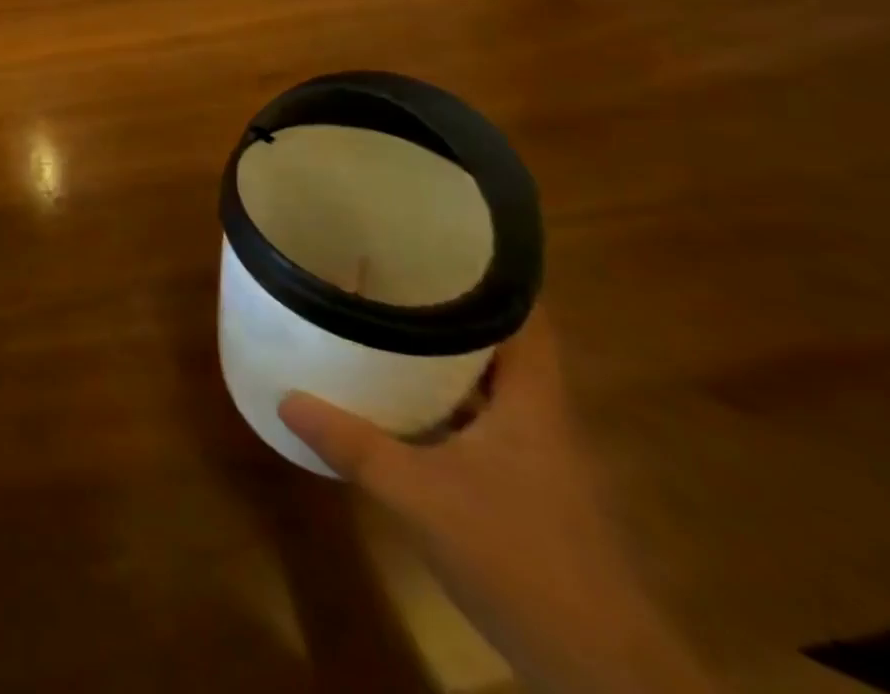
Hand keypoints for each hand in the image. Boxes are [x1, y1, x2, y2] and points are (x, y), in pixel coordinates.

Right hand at [280, 312, 715, 693]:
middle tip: (385, 273)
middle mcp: (540, 418)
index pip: (527, 316)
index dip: (492, 273)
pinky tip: (397, 401)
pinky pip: (477, 421)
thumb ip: (354, 445)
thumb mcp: (422, 497)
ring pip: (487, 384)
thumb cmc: (522, 561)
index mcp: (534, 402)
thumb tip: (286, 398)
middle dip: (446, 307)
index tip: (438, 240)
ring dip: (441, 356)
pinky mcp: (524, 490)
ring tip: (380, 322)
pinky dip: (440, 401)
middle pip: (499, 343)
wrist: (602, 676)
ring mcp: (535, 458)